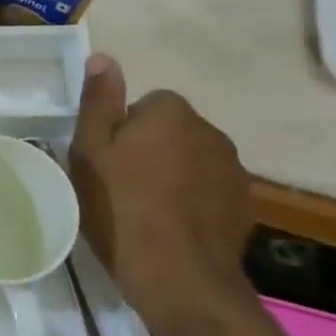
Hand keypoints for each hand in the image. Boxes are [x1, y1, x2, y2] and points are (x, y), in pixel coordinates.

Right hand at [68, 54, 260, 335]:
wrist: (179, 277)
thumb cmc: (120, 208)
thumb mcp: (90, 152)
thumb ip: (98, 102)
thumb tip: (104, 57)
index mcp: (171, 113)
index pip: (146, 104)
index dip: (123, 130)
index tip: (107, 160)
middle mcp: (210, 132)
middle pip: (171, 130)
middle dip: (151, 149)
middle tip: (120, 184)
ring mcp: (234, 170)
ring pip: (192, 160)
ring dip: (174, 174)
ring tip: (146, 209)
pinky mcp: (246, 206)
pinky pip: (210, 190)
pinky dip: (193, 201)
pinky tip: (172, 227)